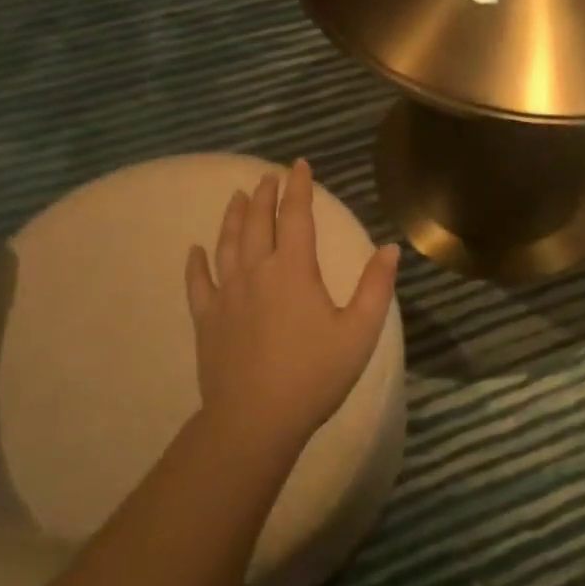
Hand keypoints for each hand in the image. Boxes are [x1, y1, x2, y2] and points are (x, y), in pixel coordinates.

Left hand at [185, 159, 399, 459]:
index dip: (299, 187)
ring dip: (233, 217)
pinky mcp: (207, 319)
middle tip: (267, 176)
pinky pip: (198, 283)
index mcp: (294, 270)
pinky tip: (194, 250)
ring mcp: (227, 294)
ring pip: (227, 244)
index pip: (297, 216)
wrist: (255, 420)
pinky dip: (196, 263)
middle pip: (258, 222)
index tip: (298, 165)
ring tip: (237, 196)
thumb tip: (390, 248)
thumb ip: (376, 286)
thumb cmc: (315, 375)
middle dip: (264, 195)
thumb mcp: (360, 332)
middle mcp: (257, 271)